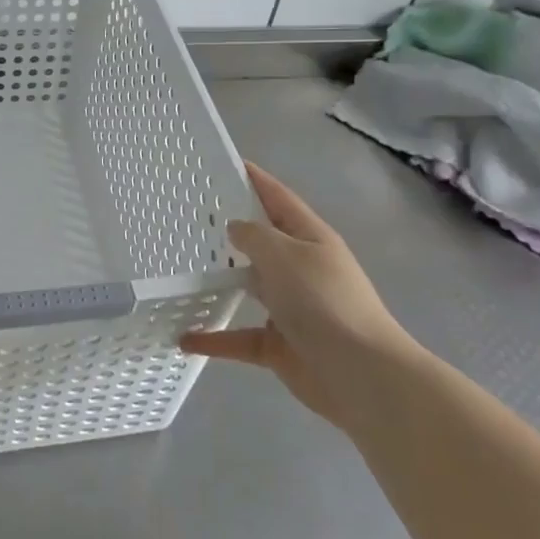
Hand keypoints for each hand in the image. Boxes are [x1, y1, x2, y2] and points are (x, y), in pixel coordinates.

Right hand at [180, 163, 414, 431]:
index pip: (278, 198)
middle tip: (186, 216)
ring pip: (248, 287)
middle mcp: (300, 269)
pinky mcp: (279, 345)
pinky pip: (239, 337)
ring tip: (179, 270)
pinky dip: (214, 338)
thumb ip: (254, 236)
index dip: (255, 179)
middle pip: (261, 242)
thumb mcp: (285, 255)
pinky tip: (184, 338)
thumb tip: (235, 228)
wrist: (360, 375)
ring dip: (219, 282)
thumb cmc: (324, 302)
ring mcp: (290, 308)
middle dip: (229, 230)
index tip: (224, 163)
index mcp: (309, 238)